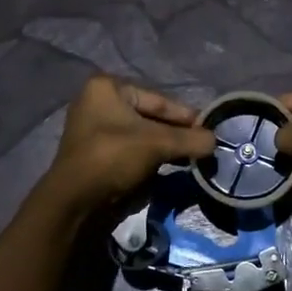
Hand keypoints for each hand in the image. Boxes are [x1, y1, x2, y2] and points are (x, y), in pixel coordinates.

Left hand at [44, 77, 215, 212]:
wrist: (76, 202)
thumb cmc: (114, 158)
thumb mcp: (157, 144)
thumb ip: (190, 139)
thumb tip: (215, 141)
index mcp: (107, 88)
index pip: (158, 100)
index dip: (186, 116)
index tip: (209, 129)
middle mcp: (98, 103)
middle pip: (151, 117)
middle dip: (177, 133)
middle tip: (203, 146)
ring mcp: (96, 130)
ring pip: (142, 135)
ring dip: (166, 147)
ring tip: (191, 158)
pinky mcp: (98, 155)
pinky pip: (132, 150)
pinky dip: (151, 157)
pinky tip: (171, 167)